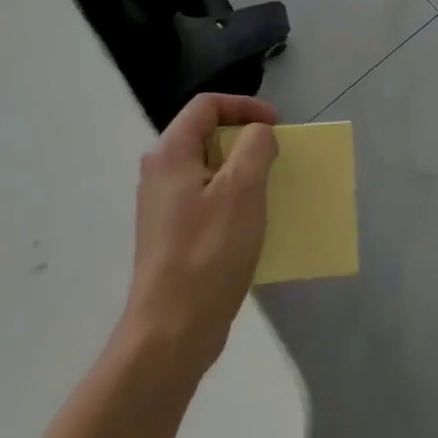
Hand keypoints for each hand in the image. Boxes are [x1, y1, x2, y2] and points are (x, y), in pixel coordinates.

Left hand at [124, 94, 279, 376]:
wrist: (171, 333)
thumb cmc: (209, 252)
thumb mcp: (243, 189)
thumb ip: (256, 146)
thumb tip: (259, 134)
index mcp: (171, 153)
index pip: (207, 105)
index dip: (246, 106)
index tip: (277, 125)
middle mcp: (160, 173)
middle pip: (207, 134)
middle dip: (246, 139)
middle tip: (277, 156)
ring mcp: (163, 206)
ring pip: (209, 169)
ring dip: (243, 170)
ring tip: (270, 188)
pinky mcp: (171, 235)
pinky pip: (207, 199)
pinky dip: (232, 198)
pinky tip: (252, 223)